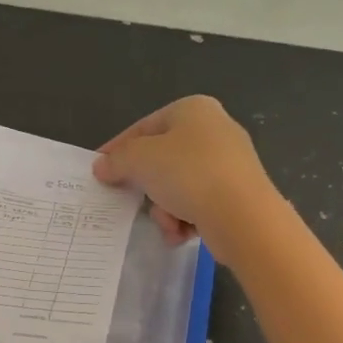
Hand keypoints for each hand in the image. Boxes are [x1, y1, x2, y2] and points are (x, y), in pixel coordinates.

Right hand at [94, 96, 279, 263]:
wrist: (243, 216)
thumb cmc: (188, 174)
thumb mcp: (140, 160)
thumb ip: (116, 160)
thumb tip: (102, 167)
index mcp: (193, 109)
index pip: (144, 127)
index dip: (117, 149)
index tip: (99, 170)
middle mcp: (214, 130)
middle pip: (161, 159)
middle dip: (146, 187)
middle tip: (130, 201)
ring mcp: (229, 163)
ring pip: (178, 186)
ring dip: (165, 209)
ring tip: (168, 223)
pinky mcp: (237, 193)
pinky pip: (198, 203)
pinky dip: (185, 219)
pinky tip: (183, 232)